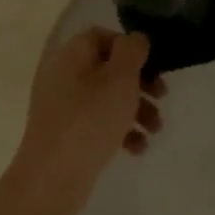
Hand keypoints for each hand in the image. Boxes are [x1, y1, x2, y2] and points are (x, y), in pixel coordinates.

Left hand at [7, 28, 165, 214]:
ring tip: (155, 130)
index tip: (152, 64)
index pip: (100, 36)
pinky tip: (137, 148)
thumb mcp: (119, 80)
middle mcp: (63, 77)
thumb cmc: (89, 121)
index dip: (128, 46)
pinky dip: (120, 132)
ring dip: (136, 110)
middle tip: (162, 96)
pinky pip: (98, 124)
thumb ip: (131, 52)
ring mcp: (63, 108)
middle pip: (107, 69)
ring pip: (107, 99)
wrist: (52, 178)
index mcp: (70, 56)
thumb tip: (135, 38)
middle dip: (139, 83)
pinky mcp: (67, 135)